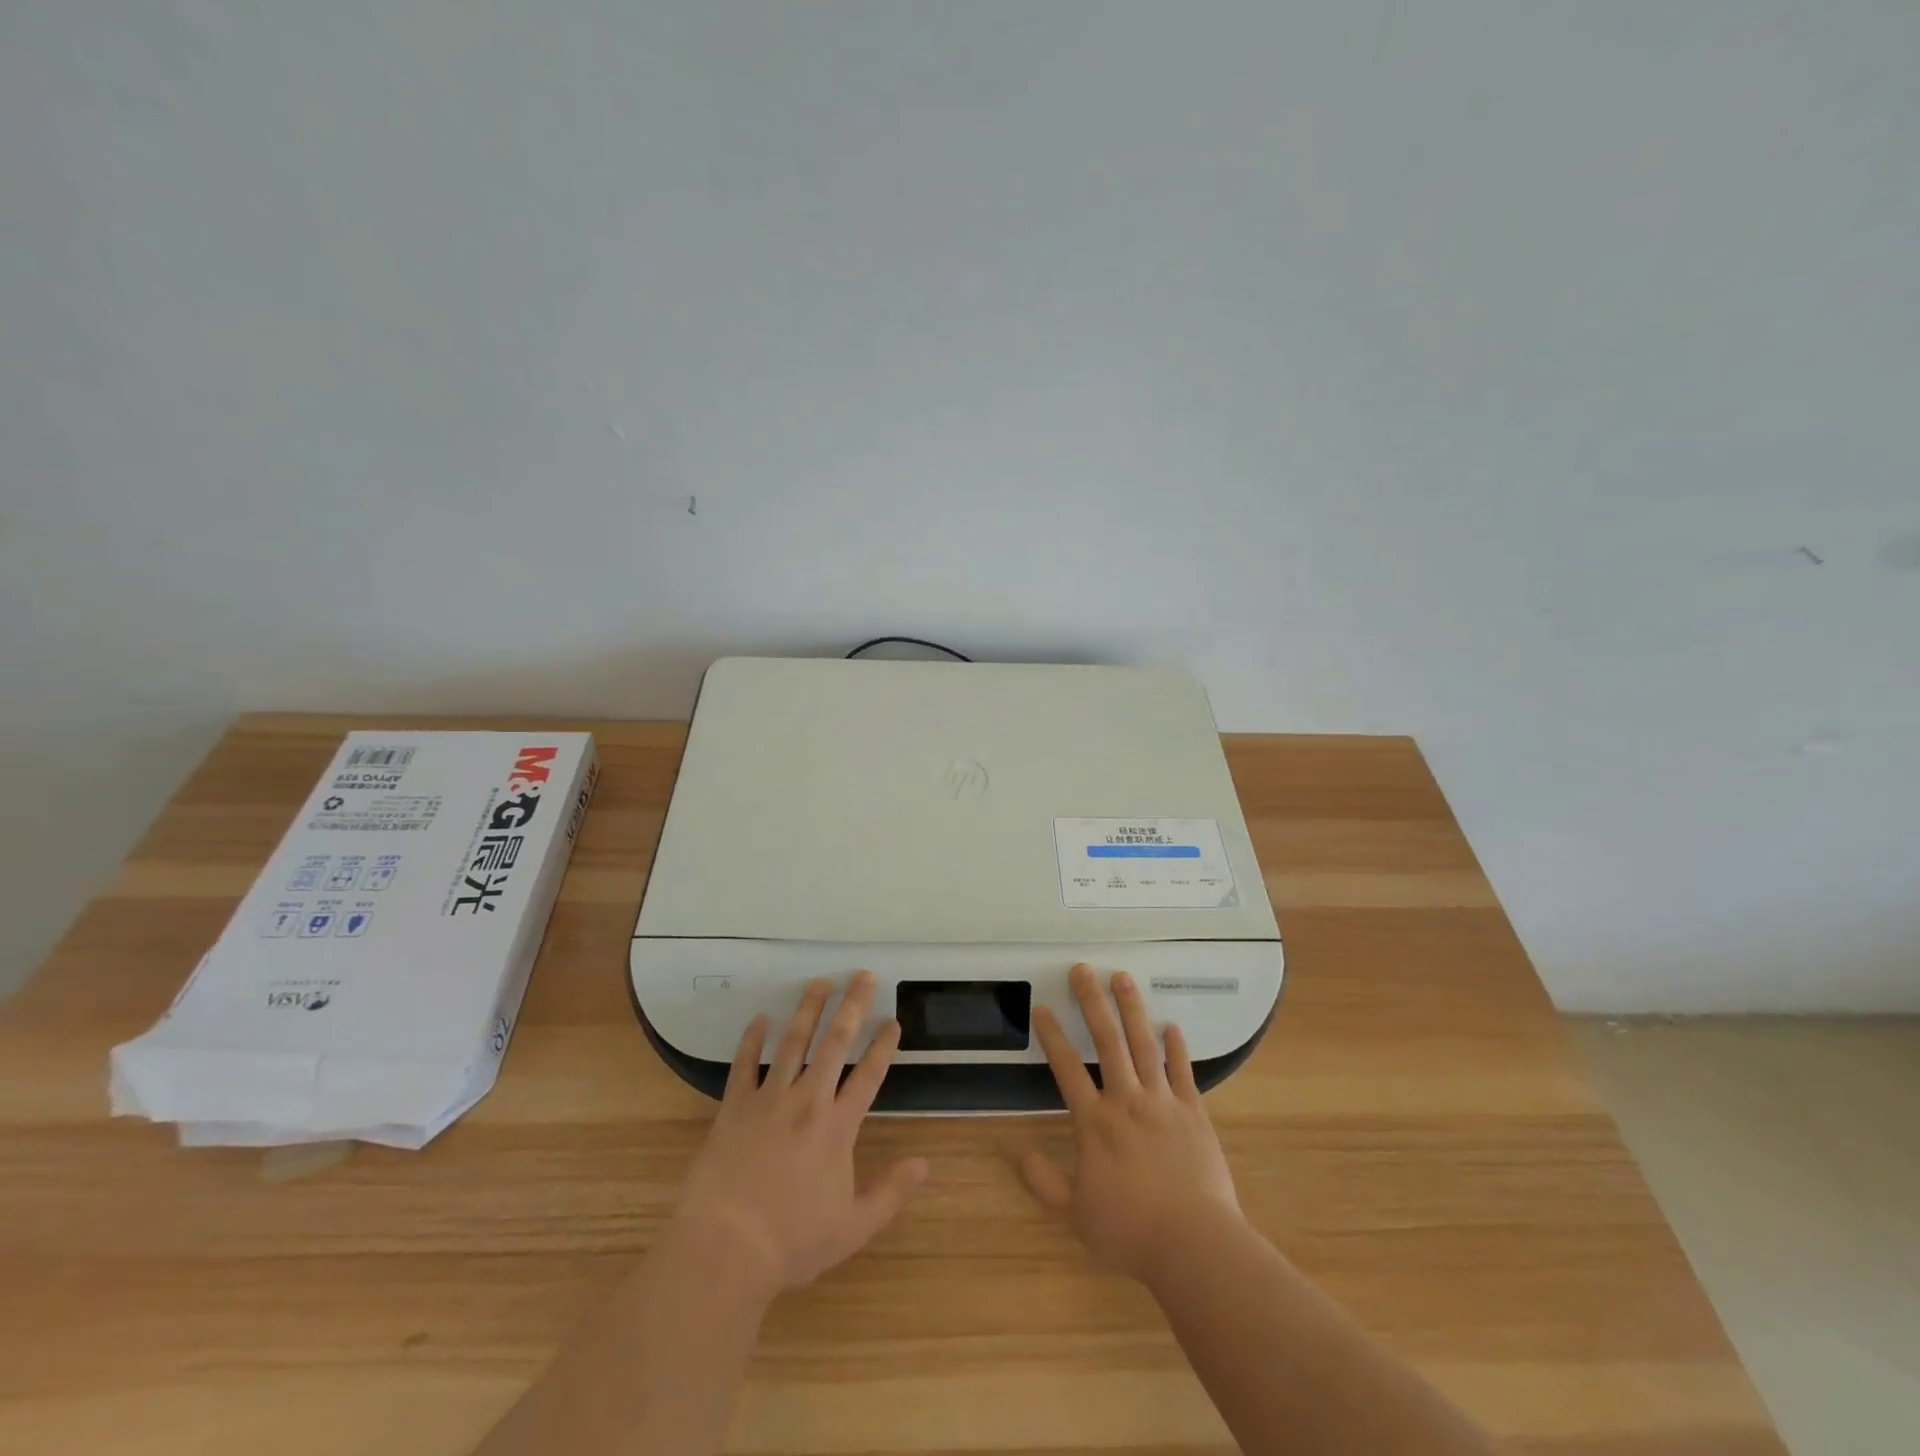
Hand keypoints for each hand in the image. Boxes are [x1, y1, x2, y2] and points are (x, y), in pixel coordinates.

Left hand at [670, 971, 927, 1302]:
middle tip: (863, 976)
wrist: (725, 1248)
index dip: (883, 1046)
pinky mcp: (734, 1108)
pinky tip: (760, 1018)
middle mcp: (807, 1101)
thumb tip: (925, 1165)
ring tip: (820, 982)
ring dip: (808, 1010)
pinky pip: (743, 1066)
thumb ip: (890, 1193)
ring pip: (792, 1043)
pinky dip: (751, 1040)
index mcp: (837, 1127)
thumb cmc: (792, 1241)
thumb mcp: (853, 1228)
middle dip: (852, 1006)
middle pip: (834, 1043)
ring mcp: (768, 1100)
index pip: (868, 1075)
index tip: (892, 1021)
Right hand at [1012, 963, 1243, 1282]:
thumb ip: (1043, 1181)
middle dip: (1092, 1002)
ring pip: (1144, 1045)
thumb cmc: (1130, 1230)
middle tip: (1083, 969)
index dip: (1052, 1036)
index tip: (1042, 1007)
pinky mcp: (1193, 1112)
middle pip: (1107, 1041)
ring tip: (1123, 978)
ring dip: (1132, 1009)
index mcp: (1095, 1122)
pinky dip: (1177, 1048)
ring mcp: (1163, 1102)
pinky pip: (1183, 1072)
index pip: (1067, 1068)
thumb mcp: (1075, 1213)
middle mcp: (1126, 1100)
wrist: (1194, 1244)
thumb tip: (1015, 1151)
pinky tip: (1172, 1026)